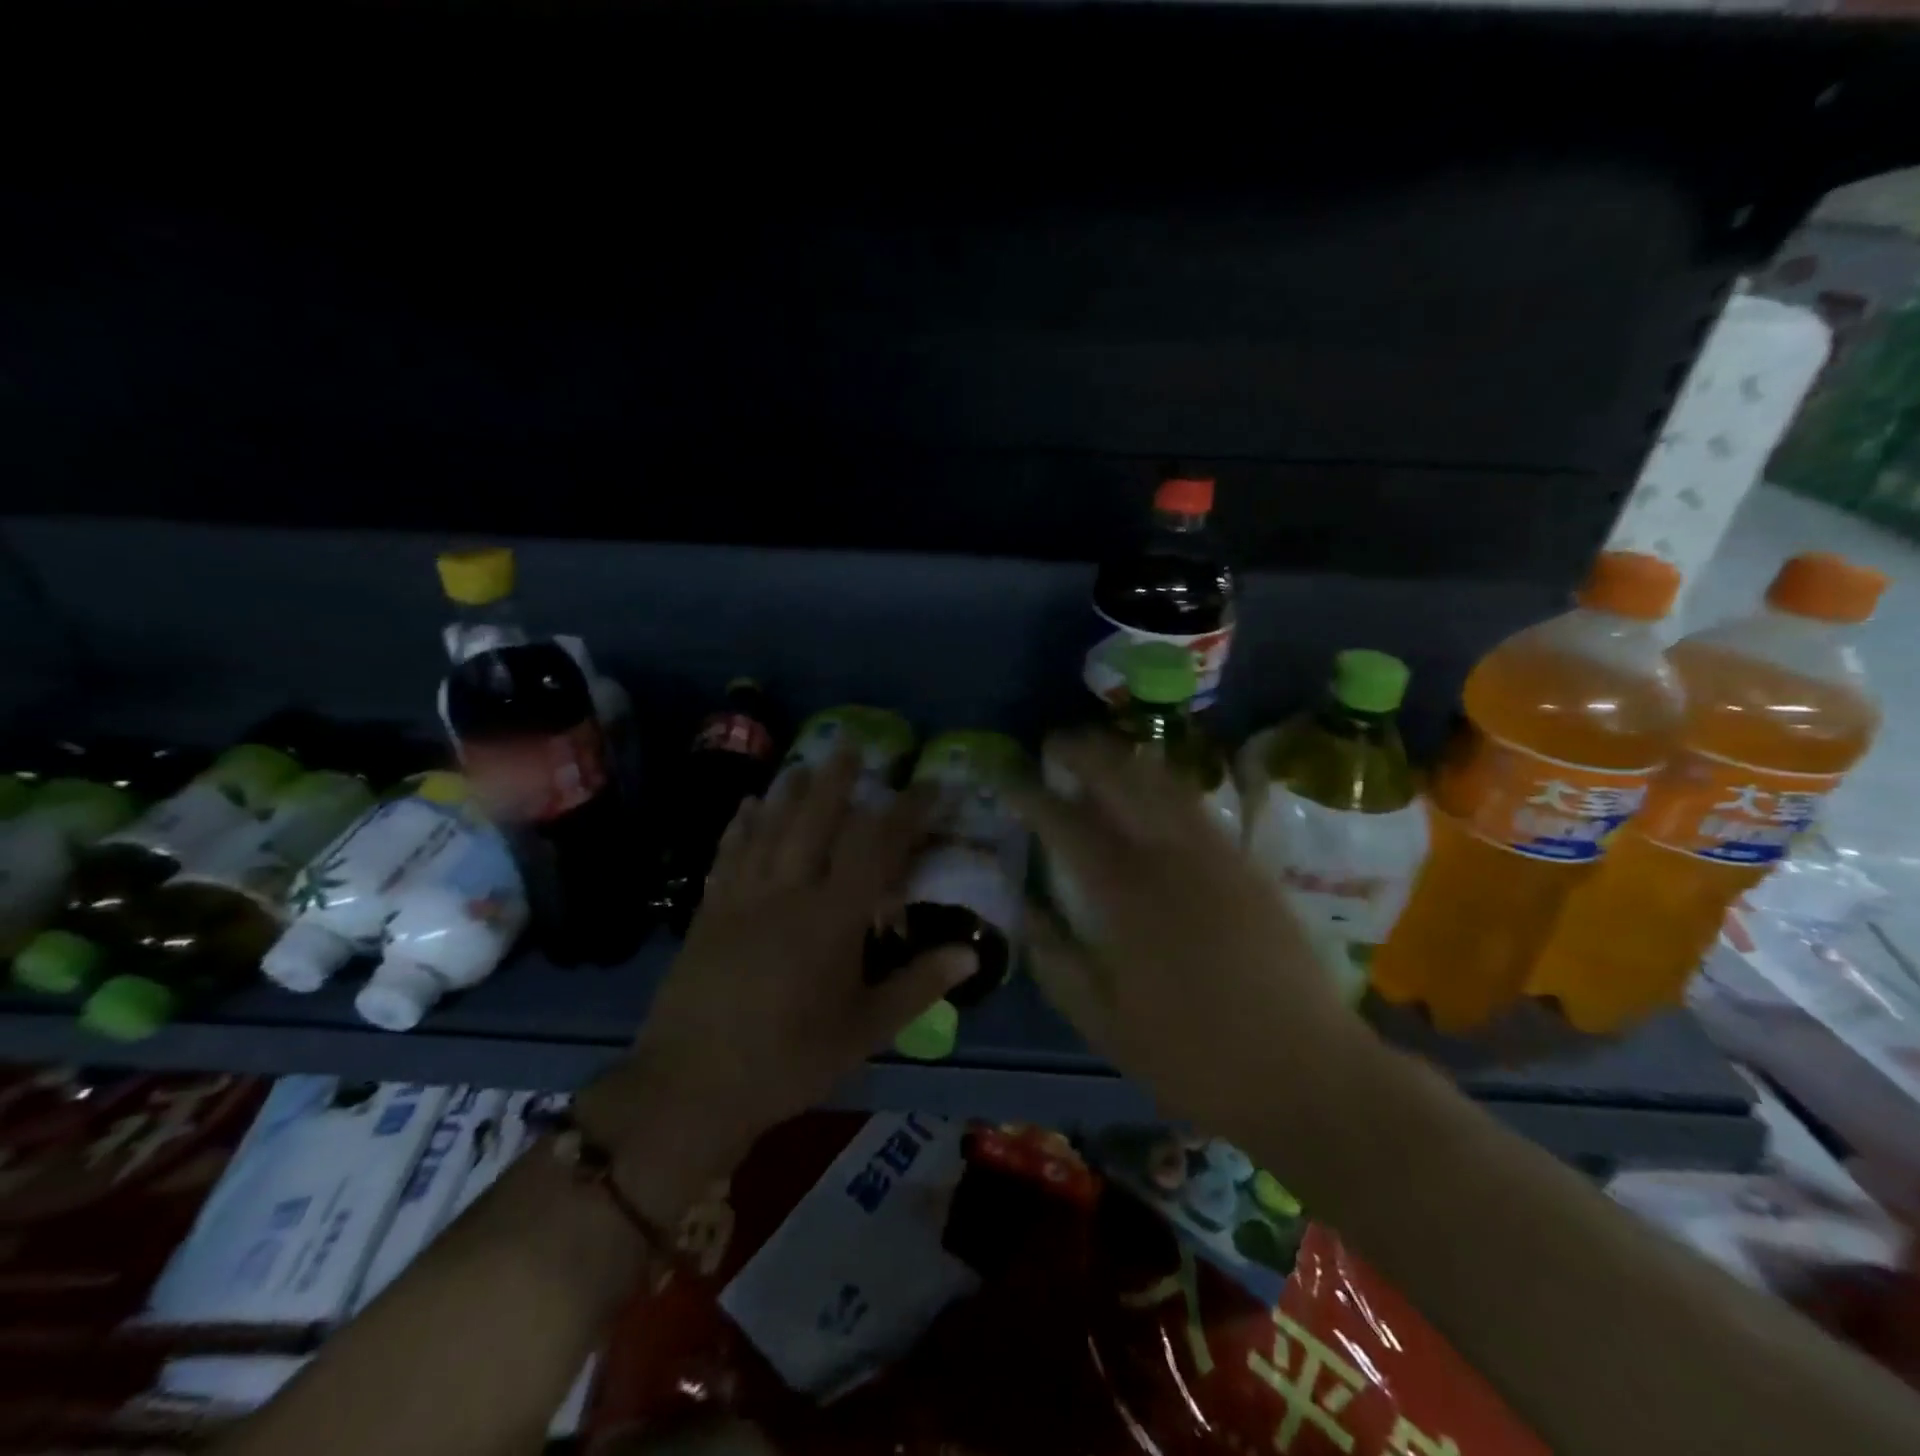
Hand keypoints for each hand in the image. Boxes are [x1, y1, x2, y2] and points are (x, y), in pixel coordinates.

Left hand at [583, 752, 976, 1220]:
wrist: (690, 1087)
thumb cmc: (789, 1061)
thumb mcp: (865, 1031)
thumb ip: (918, 985)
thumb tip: (970, 953)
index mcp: (832, 918)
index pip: (877, 846)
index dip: (907, 811)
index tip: (929, 786)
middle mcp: (788, 892)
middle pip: (815, 819)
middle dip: (837, 779)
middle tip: (852, 746)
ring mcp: (742, 897)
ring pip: (769, 827)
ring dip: (789, 791)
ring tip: (804, 762)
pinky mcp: (709, 911)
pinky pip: (728, 854)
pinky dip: (740, 825)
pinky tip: (746, 806)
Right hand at [1011, 730, 1367, 1145]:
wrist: (1308, 1073)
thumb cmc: (1195, 1058)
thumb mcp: (1105, 1024)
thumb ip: (1058, 963)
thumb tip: (1029, 914)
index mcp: (1127, 896)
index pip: (1067, 826)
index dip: (1032, 796)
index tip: (1009, 777)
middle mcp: (1170, 859)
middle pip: (1121, 781)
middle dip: (1083, 754)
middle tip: (1056, 744)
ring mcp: (1216, 856)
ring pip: (1165, 784)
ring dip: (1127, 760)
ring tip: (1102, 753)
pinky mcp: (1248, 865)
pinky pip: (1198, 807)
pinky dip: (1166, 785)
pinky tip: (1155, 792)